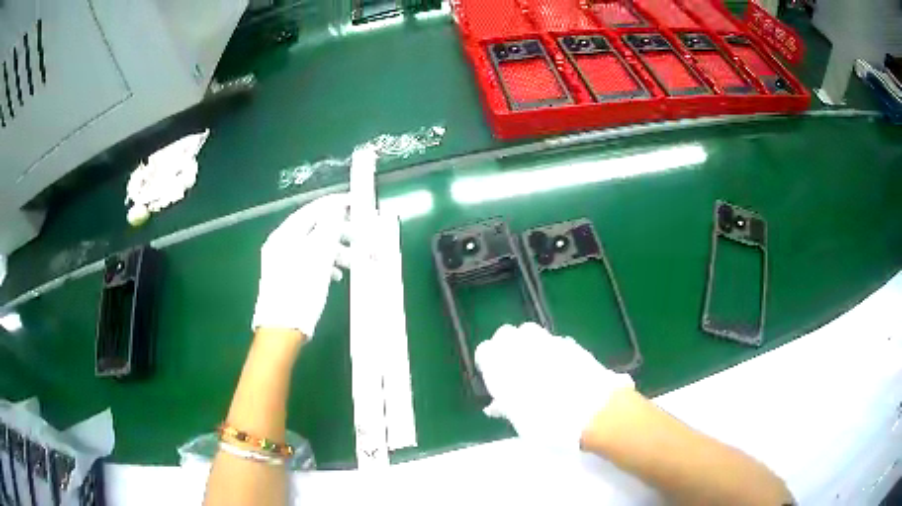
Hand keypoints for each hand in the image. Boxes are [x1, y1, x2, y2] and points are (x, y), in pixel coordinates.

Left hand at [251, 194, 350, 337]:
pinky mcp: (285, 277)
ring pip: (313, 247)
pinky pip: (308, 261)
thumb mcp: (319, 256)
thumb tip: (336, 208)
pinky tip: (336, 275)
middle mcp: (281, 243)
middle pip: (314, 229)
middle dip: (339, 233)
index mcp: (286, 235)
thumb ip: (328, 228)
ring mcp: (281, 261)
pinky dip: (324, 264)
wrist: (282, 329)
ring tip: (352, 263)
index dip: (334, 205)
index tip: (354, 203)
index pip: (312, 210)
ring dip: (335, 251)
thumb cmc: (301, 290)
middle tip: (360, 239)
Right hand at [474, 323, 634, 448]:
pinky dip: (551, 352)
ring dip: (529, 347)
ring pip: (530, 334)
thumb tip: (496, 405)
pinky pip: (553, 342)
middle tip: (514, 372)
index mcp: (501, 365)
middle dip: (508, 349)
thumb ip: (506, 406)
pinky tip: (560, 370)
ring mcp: (548, 341)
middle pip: (506, 335)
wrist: (594, 412)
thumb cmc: (549, 423)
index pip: (485, 351)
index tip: (495, 380)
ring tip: (537, 370)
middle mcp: (522, 347)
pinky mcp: (571, 343)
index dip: (489, 364)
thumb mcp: (521, 421)